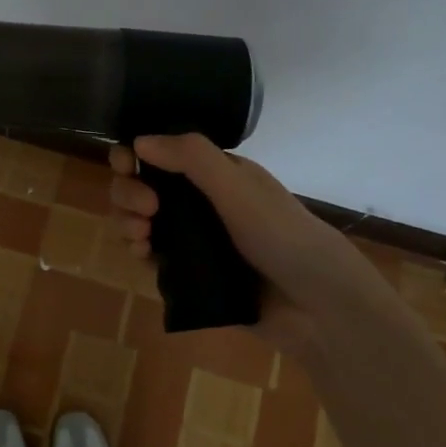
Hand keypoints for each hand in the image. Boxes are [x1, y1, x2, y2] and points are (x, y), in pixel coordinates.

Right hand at [107, 135, 400, 353]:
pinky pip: (152, 256)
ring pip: (141, 220)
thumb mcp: (237, 187)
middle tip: (146, 210)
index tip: (127, 167)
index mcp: (214, 173)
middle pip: (142, 186)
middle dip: (129, 192)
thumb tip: (138, 140)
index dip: (134, 156)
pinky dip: (139, 250)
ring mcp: (194, 238)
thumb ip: (191, 158)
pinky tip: (143, 255)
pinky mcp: (189, 274)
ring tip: (141, 236)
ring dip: (128, 221)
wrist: (317, 305)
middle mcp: (200, 201)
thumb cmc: (282, 235)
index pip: (160, 153)